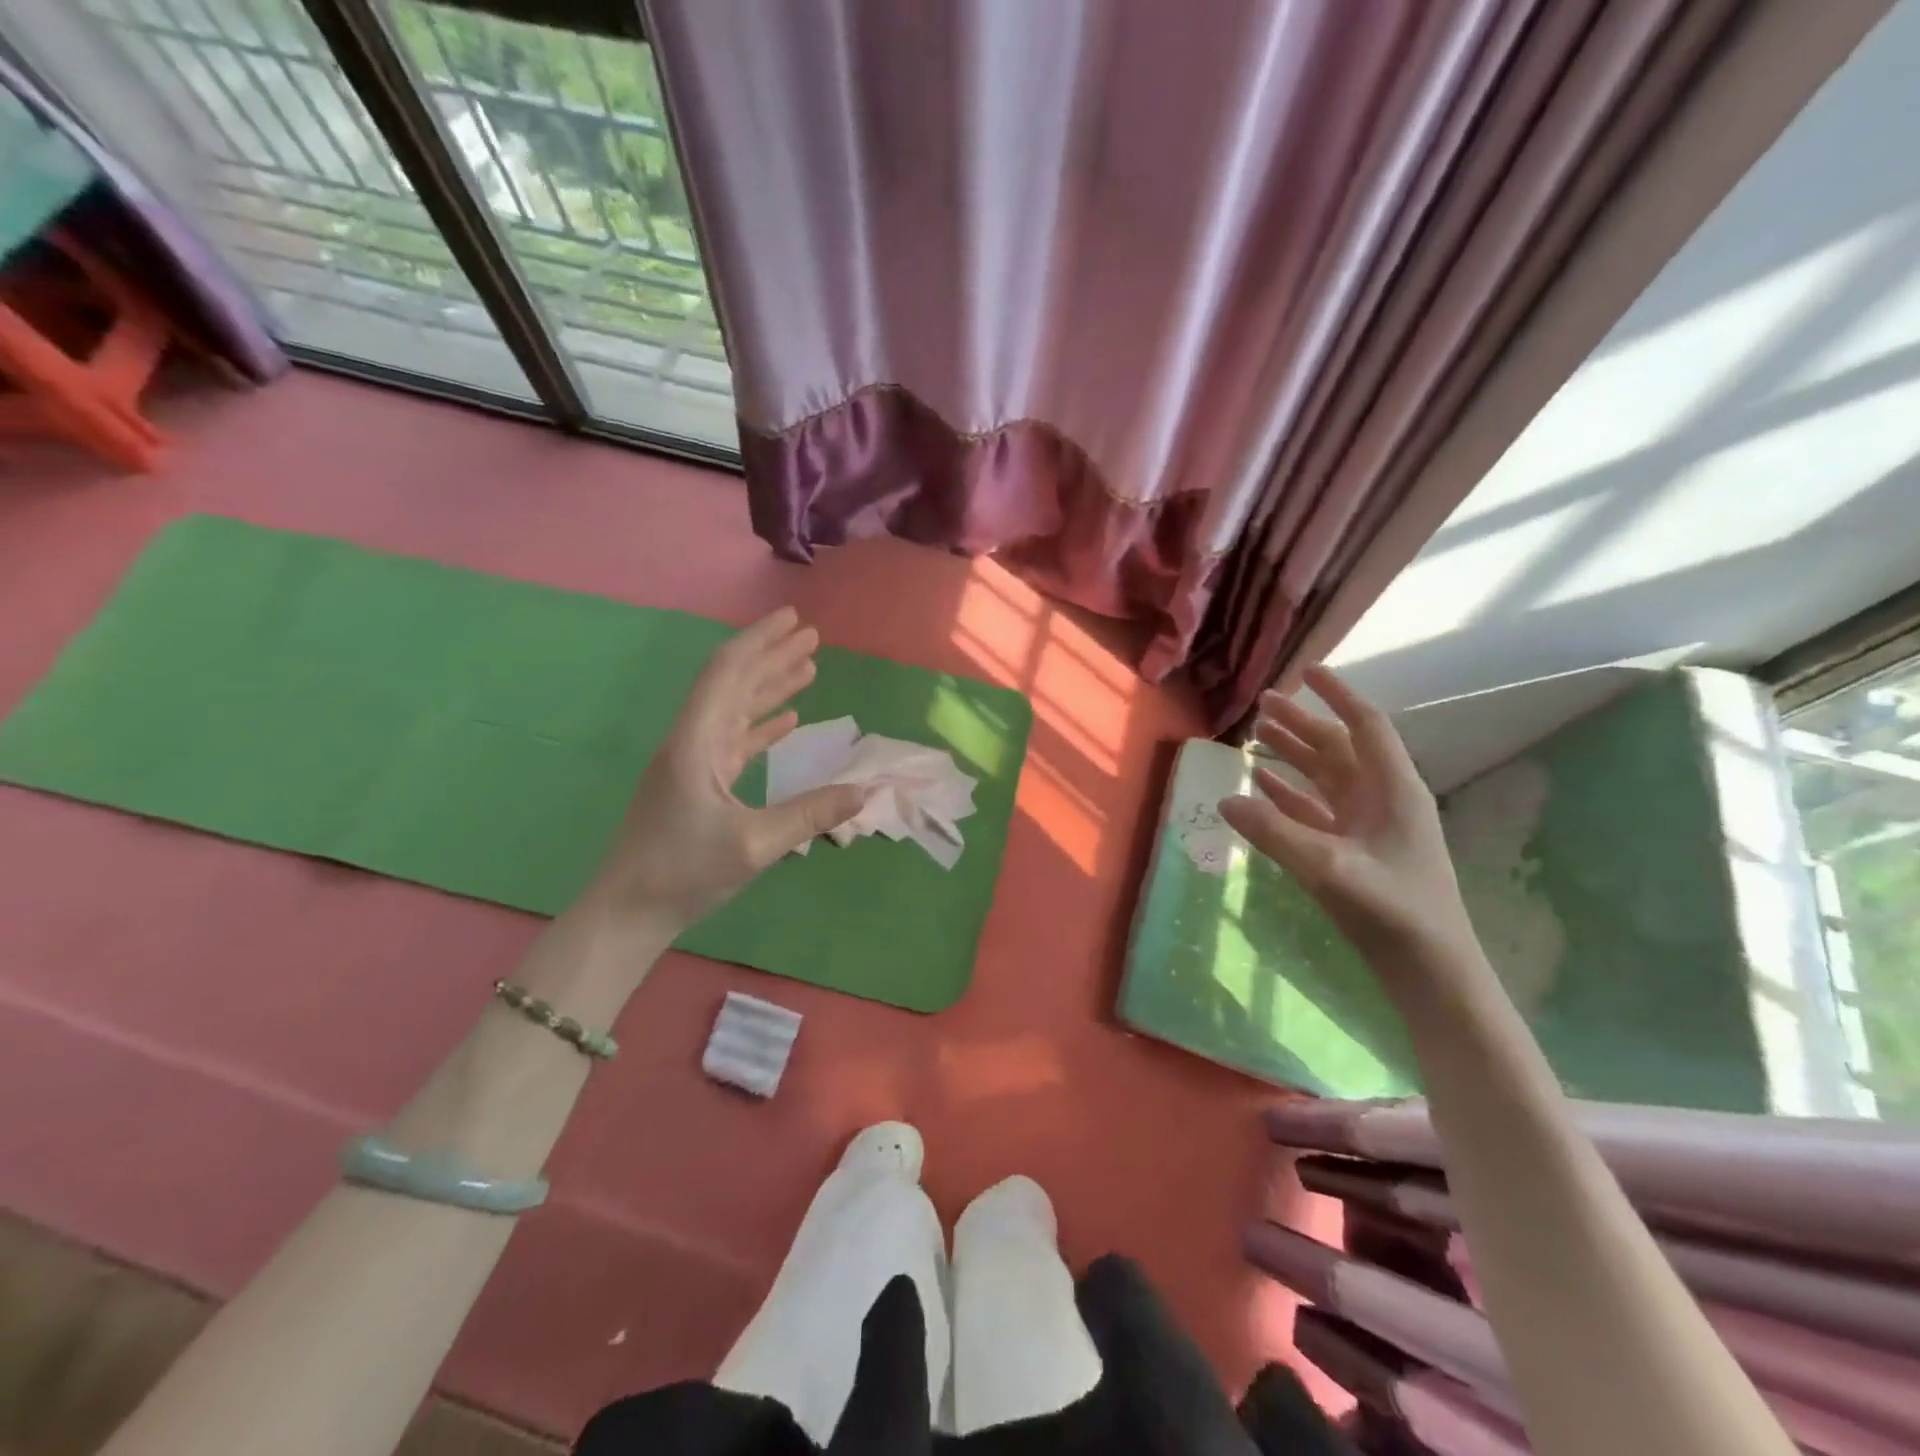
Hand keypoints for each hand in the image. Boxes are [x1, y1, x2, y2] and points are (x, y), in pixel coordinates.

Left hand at [594, 608, 864, 927]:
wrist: (627, 913)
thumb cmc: (682, 872)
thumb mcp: (754, 844)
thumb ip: (811, 815)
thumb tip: (866, 791)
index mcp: (695, 742)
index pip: (728, 673)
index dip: (761, 641)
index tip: (794, 620)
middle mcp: (691, 742)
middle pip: (732, 684)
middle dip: (772, 658)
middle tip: (812, 637)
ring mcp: (692, 764)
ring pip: (734, 711)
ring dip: (769, 688)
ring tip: (807, 669)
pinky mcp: (696, 785)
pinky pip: (734, 742)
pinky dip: (761, 726)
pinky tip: (786, 721)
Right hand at [1218, 665, 1479, 975]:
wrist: (1430, 971)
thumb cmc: (1393, 912)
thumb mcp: (1330, 869)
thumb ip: (1275, 833)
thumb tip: (1225, 799)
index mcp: (1392, 790)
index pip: (1365, 727)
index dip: (1338, 696)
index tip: (1308, 671)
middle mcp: (1381, 800)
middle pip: (1338, 748)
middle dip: (1303, 723)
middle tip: (1264, 703)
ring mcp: (1366, 827)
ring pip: (1325, 777)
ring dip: (1294, 754)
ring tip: (1258, 734)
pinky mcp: (1352, 851)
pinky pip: (1315, 810)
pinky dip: (1289, 794)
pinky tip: (1261, 785)